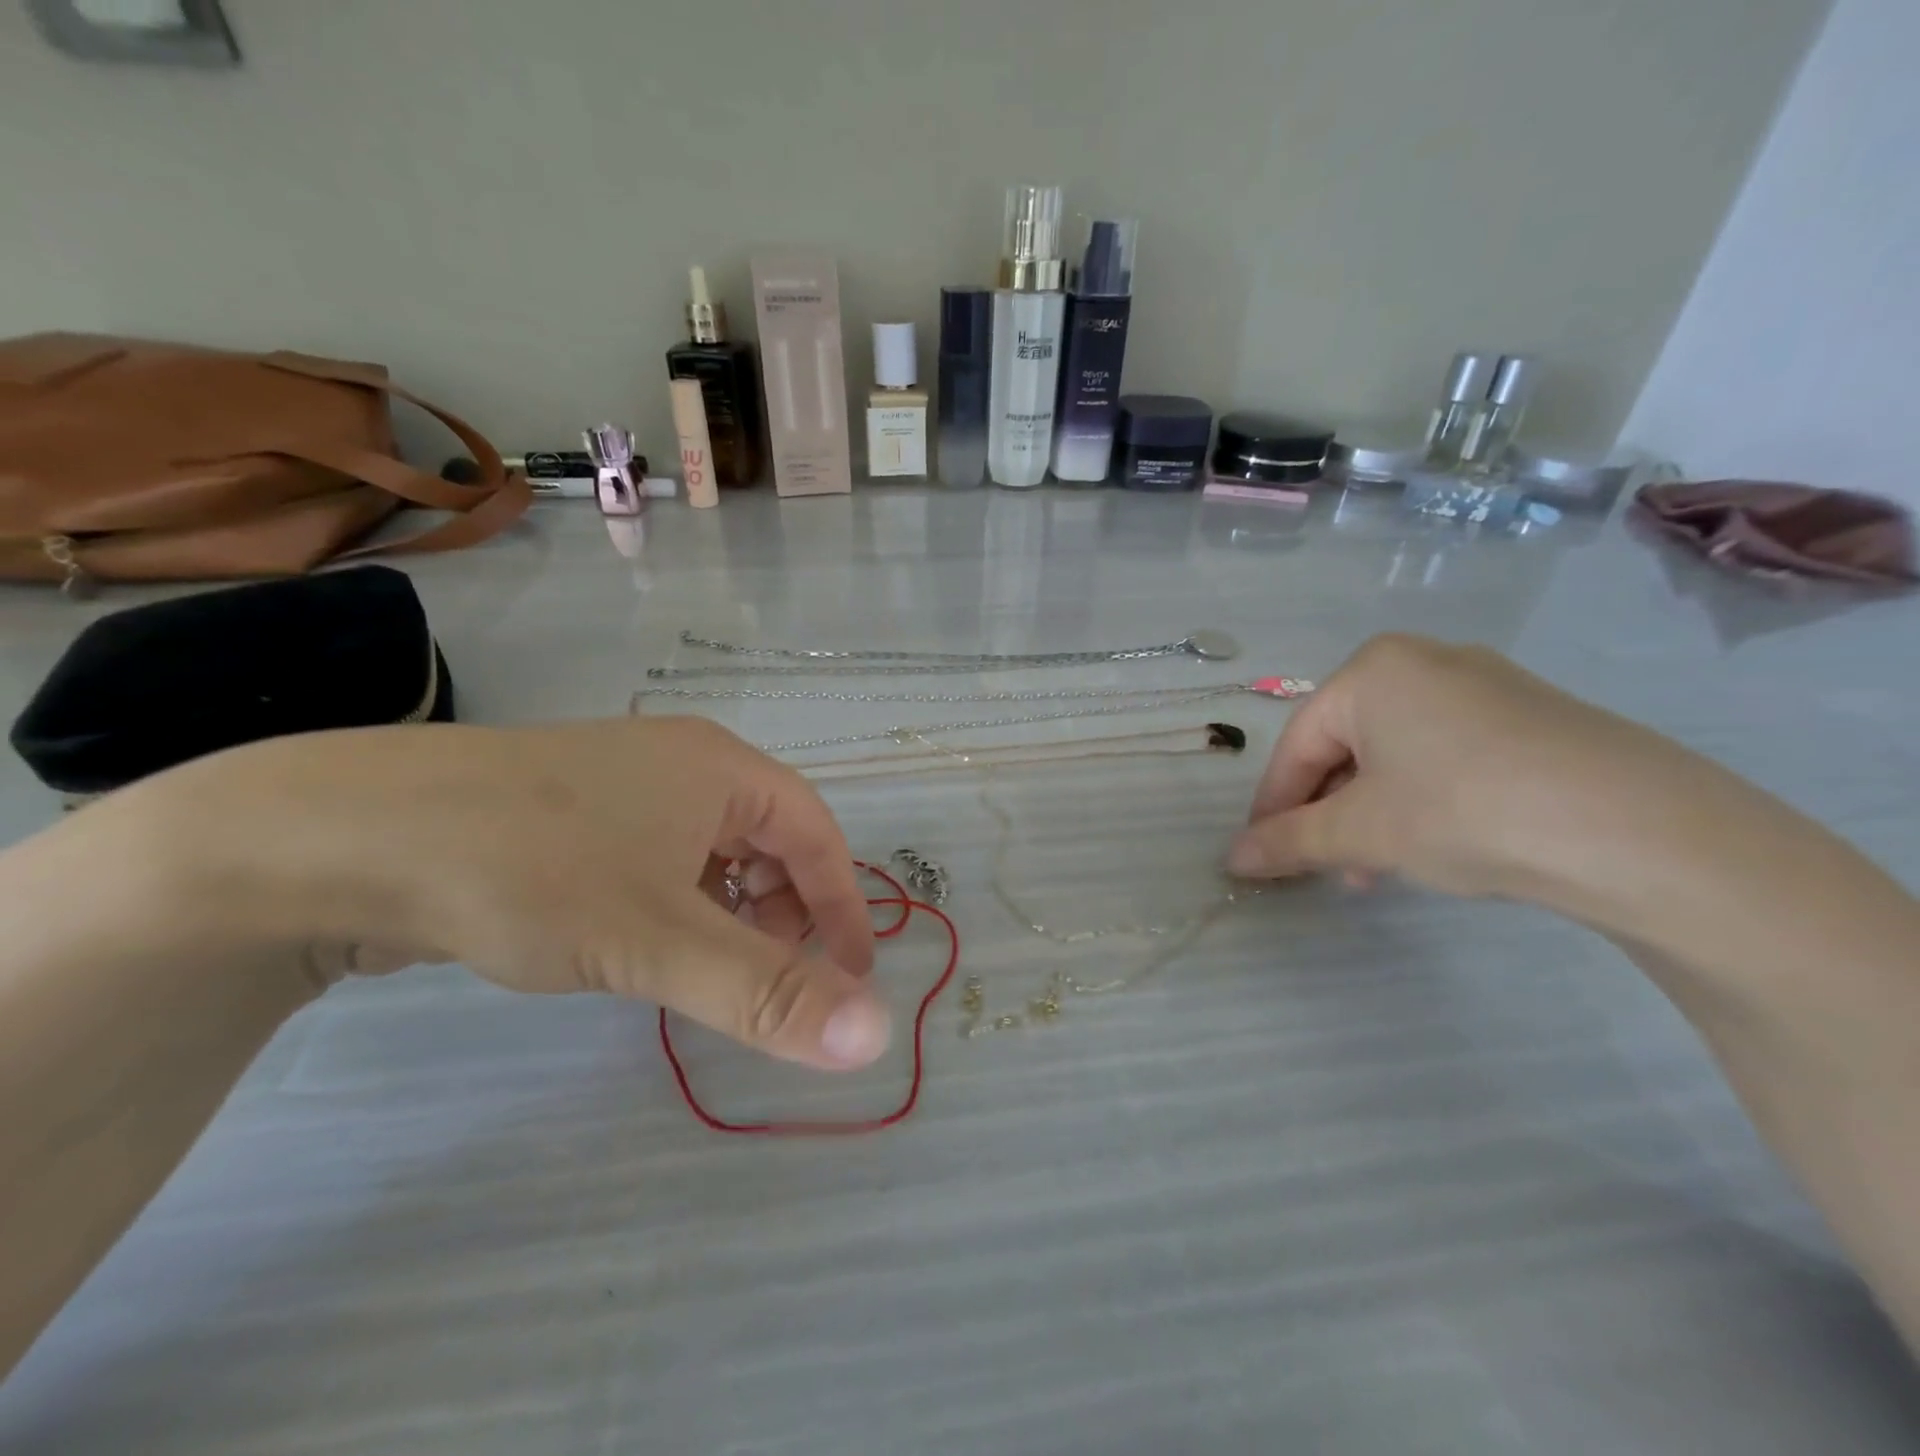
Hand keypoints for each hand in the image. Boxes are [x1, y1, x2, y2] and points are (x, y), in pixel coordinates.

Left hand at [161, 716, 887, 1070]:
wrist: (339, 838)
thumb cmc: (531, 874)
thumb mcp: (658, 942)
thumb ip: (767, 993)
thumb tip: (875, 1039)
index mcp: (721, 766)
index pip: (817, 834)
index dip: (842, 905)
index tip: (853, 974)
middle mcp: (680, 761)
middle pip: (768, 837)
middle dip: (781, 909)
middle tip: (763, 974)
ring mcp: (621, 781)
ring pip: (709, 849)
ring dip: (725, 909)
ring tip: (697, 966)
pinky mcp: (569, 810)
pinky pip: (656, 855)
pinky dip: (672, 901)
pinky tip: (635, 941)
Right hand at [1227, 633, 1691, 903]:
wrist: (1640, 830)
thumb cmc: (1464, 810)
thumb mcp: (1362, 832)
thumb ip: (1288, 842)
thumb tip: (1232, 859)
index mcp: (1372, 670)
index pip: (1297, 744)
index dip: (1273, 805)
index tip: (1260, 854)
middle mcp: (1424, 662)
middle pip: (1346, 746)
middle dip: (1327, 812)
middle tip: (1324, 867)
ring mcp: (1487, 685)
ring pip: (1396, 754)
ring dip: (1372, 814)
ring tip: (1377, 871)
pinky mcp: (1535, 716)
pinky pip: (1447, 755)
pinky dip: (1423, 800)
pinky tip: (1435, 846)